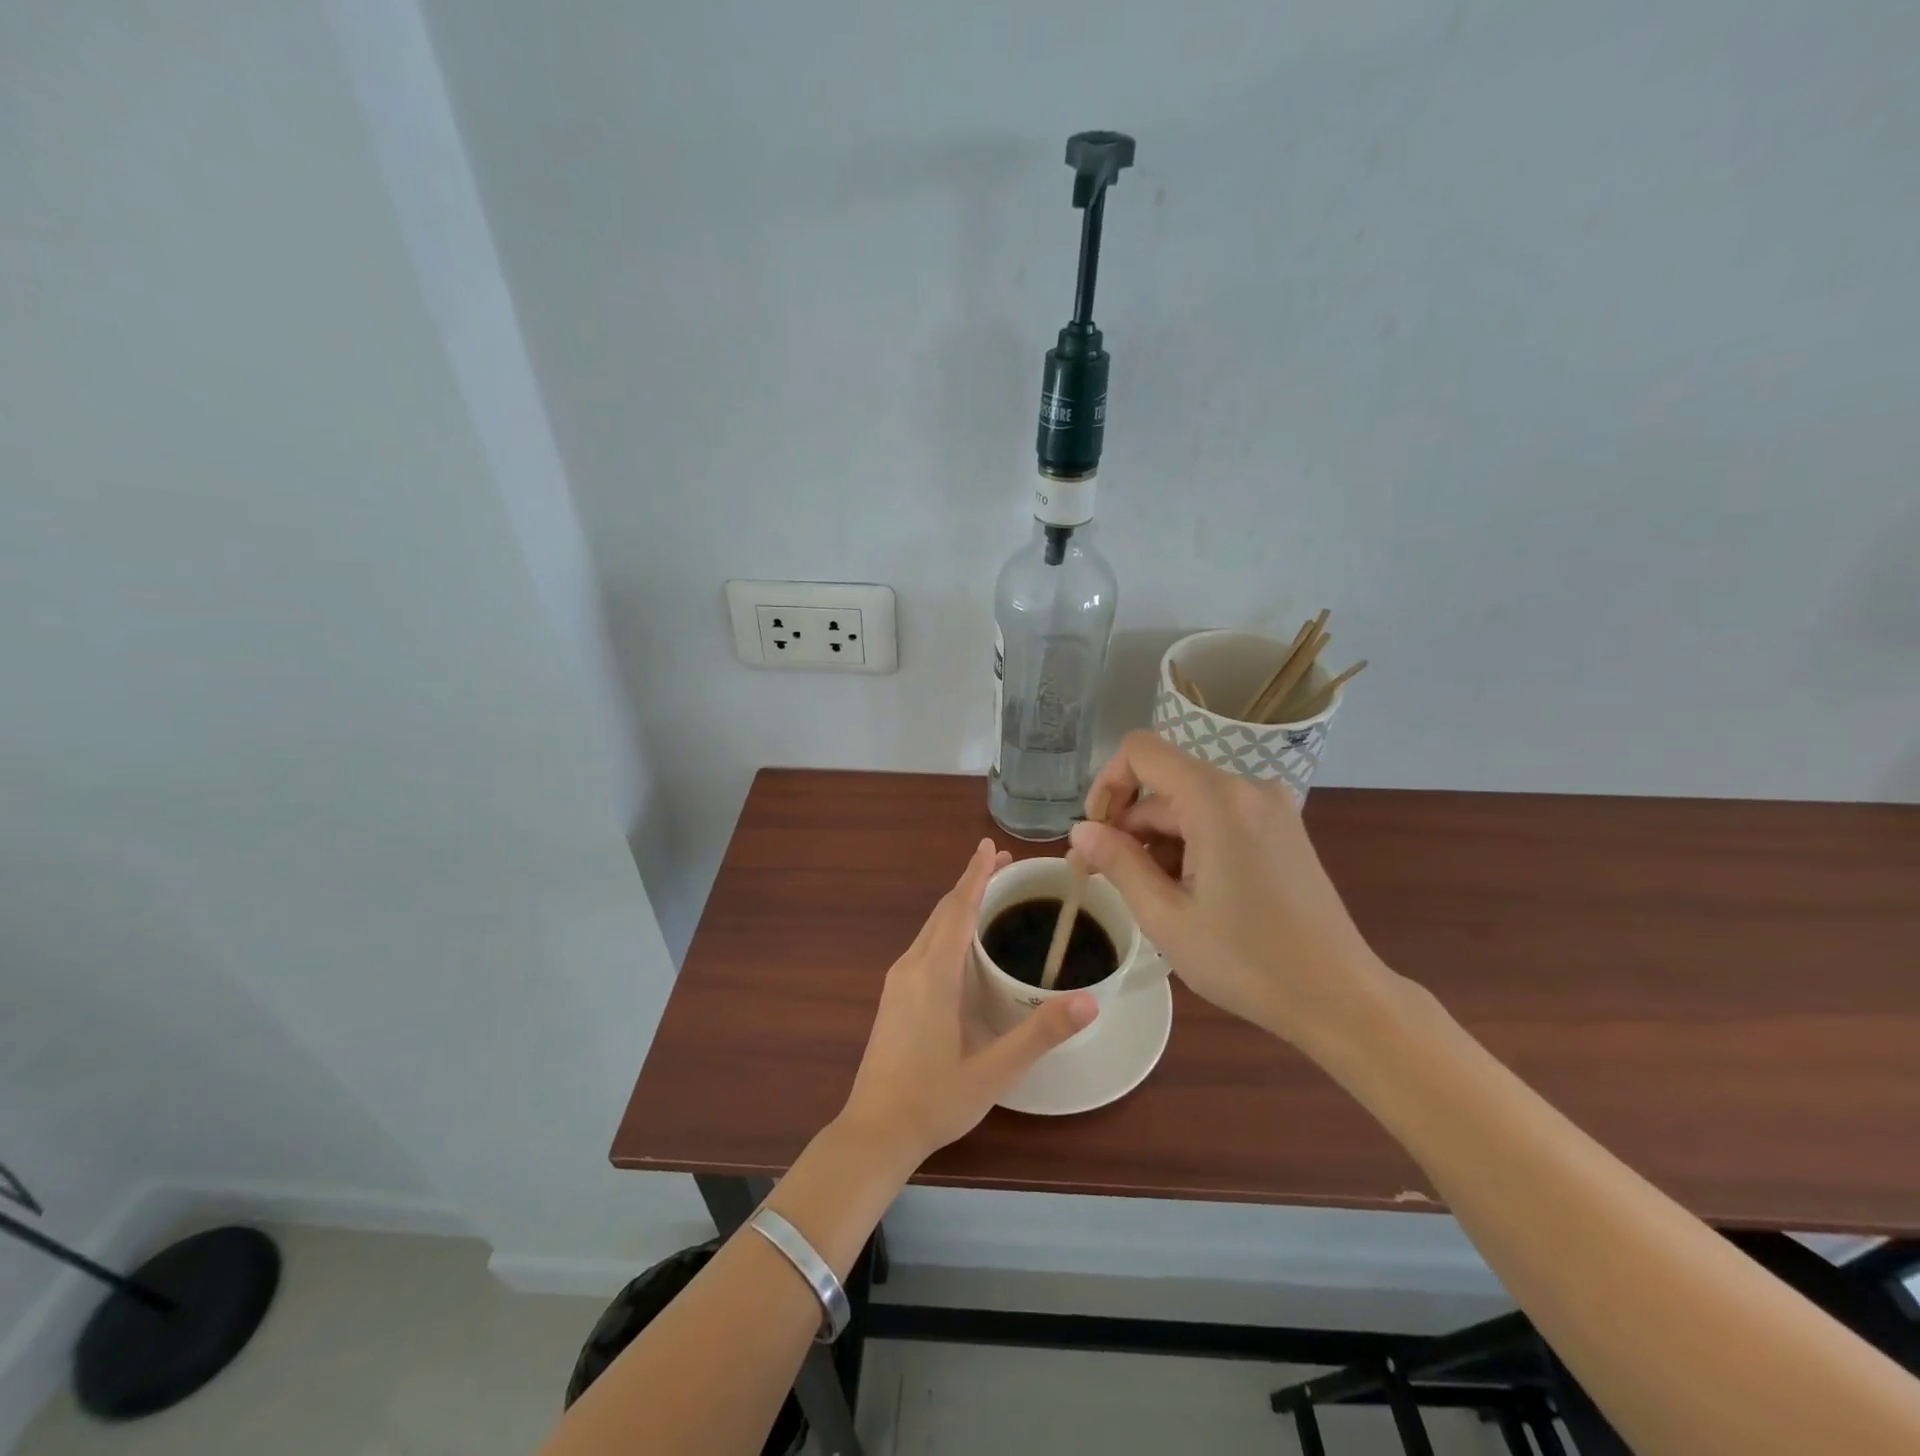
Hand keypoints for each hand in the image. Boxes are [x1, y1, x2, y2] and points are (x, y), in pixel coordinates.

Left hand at [839, 838, 1097, 1167]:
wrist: (874, 1132)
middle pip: (943, 911)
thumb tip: (1090, 1001)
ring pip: (931, 928)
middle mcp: (911, 966)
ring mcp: (898, 982)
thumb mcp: (994, 1070)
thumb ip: (1040, 1033)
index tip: (991, 845)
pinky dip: (947, 928)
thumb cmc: (934, 1100)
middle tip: (1004, 864)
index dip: (976, 875)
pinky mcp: (894, 997)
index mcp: (933, 974)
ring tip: (989, 894)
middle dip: (971, 883)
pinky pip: (924, 946)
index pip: (958, 909)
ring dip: (958, 905)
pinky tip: (963, 943)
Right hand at [1069, 732, 1390, 1049]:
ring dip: (1160, 843)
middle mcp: (1247, 788)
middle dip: (1130, 827)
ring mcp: (1270, 807)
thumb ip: (1118, 863)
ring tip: (1158, 901)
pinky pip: (1219, 818)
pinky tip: (1192, 894)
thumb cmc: (1247, 962)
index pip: (1141, 752)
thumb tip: (1079, 831)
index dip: (1107, 785)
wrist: (1340, 998)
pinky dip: (1192, 845)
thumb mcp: (1166, 917)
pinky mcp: (1282, 829)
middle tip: (1108, 881)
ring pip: (1190, 805)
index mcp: (1217, 799)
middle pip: (1164, 786)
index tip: (1096, 836)